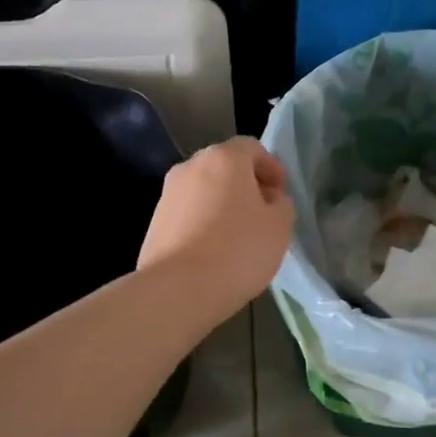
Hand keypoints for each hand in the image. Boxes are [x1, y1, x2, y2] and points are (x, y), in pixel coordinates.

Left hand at [139, 137, 294, 317]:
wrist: (178, 289)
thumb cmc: (238, 250)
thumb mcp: (280, 226)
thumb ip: (281, 204)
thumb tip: (269, 200)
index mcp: (223, 158)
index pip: (251, 147)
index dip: (271, 167)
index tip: (281, 194)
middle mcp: (190, 167)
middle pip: (224, 166)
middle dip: (246, 185)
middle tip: (263, 212)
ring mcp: (167, 194)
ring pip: (204, 190)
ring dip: (223, 204)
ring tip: (239, 236)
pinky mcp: (154, 223)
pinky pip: (188, 214)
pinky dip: (204, 223)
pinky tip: (215, 251)